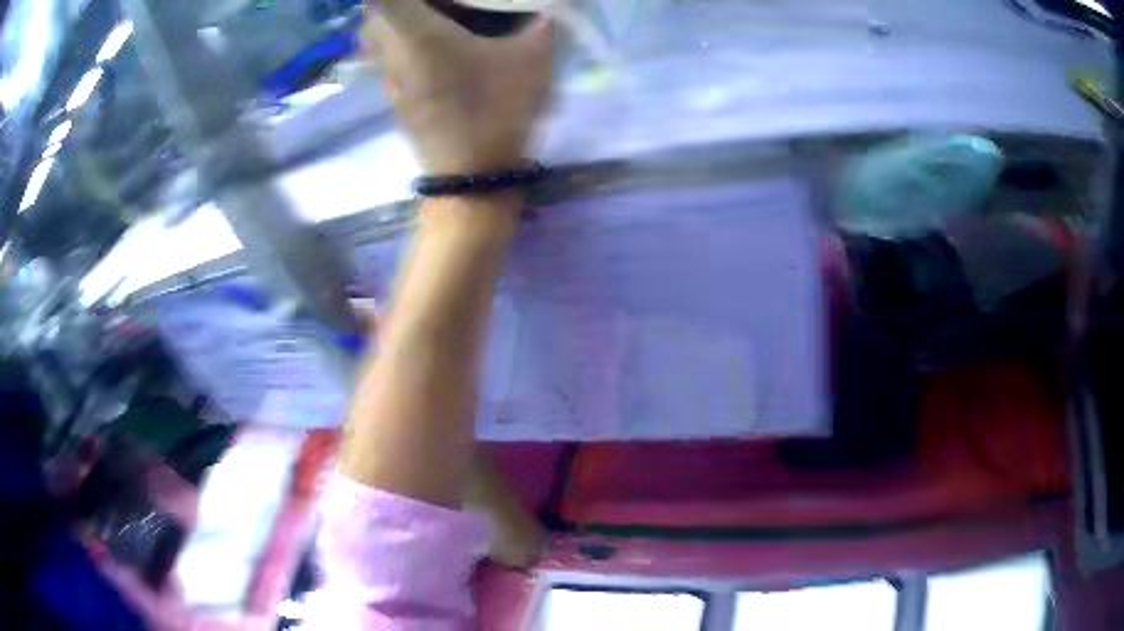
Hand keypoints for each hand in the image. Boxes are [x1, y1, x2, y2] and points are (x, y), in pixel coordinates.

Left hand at [364, 0, 556, 174]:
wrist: (473, 175)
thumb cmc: (497, 110)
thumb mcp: (532, 62)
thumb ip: (540, 28)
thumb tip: (545, 14)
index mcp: (419, 33)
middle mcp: (393, 51)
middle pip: (371, 14)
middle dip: (394, 1)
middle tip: (428, 3)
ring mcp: (389, 77)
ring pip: (372, 38)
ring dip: (391, 21)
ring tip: (425, 18)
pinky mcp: (393, 97)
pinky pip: (383, 58)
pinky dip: (396, 44)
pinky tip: (428, 48)